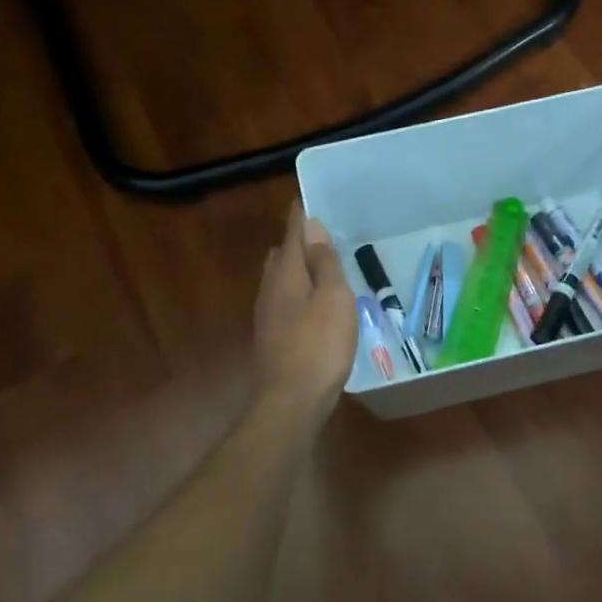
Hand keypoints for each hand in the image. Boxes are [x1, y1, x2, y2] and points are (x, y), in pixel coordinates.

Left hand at [252, 201, 358, 415]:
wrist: (291, 401)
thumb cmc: (319, 345)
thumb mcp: (333, 298)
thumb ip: (323, 262)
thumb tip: (311, 225)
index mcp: (286, 274)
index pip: (291, 234)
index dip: (300, 217)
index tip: (308, 200)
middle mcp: (270, 290)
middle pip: (281, 256)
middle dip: (297, 243)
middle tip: (320, 235)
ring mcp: (267, 316)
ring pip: (279, 281)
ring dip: (296, 269)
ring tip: (318, 266)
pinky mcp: (271, 338)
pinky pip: (283, 302)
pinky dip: (297, 293)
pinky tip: (310, 305)